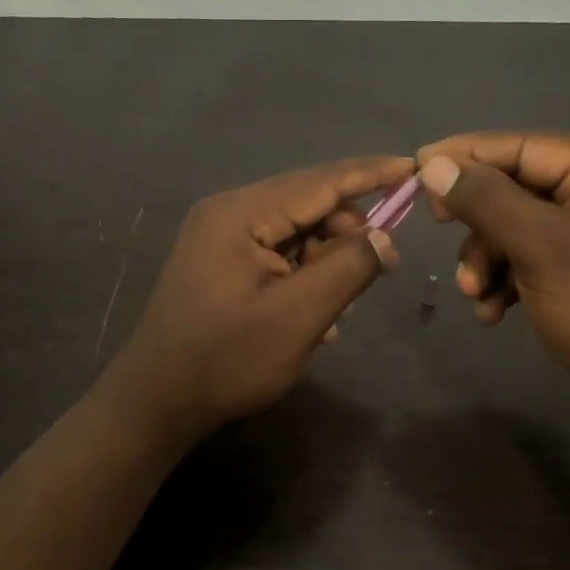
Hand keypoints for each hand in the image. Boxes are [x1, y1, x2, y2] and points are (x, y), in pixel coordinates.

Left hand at [98, 156, 408, 442]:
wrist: (156, 402)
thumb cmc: (227, 359)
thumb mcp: (299, 316)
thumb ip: (347, 267)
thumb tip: (383, 236)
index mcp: (240, 213)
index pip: (319, 181)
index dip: (370, 174)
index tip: (413, 167)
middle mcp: (227, 213)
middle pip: (306, 204)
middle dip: (347, 232)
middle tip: (382, 266)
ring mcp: (219, 237)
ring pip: (293, 231)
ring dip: (324, 260)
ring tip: (339, 306)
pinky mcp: (219, 262)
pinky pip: (275, 253)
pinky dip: (301, 275)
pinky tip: (313, 314)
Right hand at [415, 132, 569, 456]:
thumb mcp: (541, 248)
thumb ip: (485, 200)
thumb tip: (433, 163)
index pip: (523, 146)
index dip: (466, 155)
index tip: (415, 168)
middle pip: (517, 187)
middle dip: (480, 223)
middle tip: (440, 232)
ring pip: (517, 226)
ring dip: (488, 258)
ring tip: (476, 295)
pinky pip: (532, 258)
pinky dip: (506, 280)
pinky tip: (494, 311)